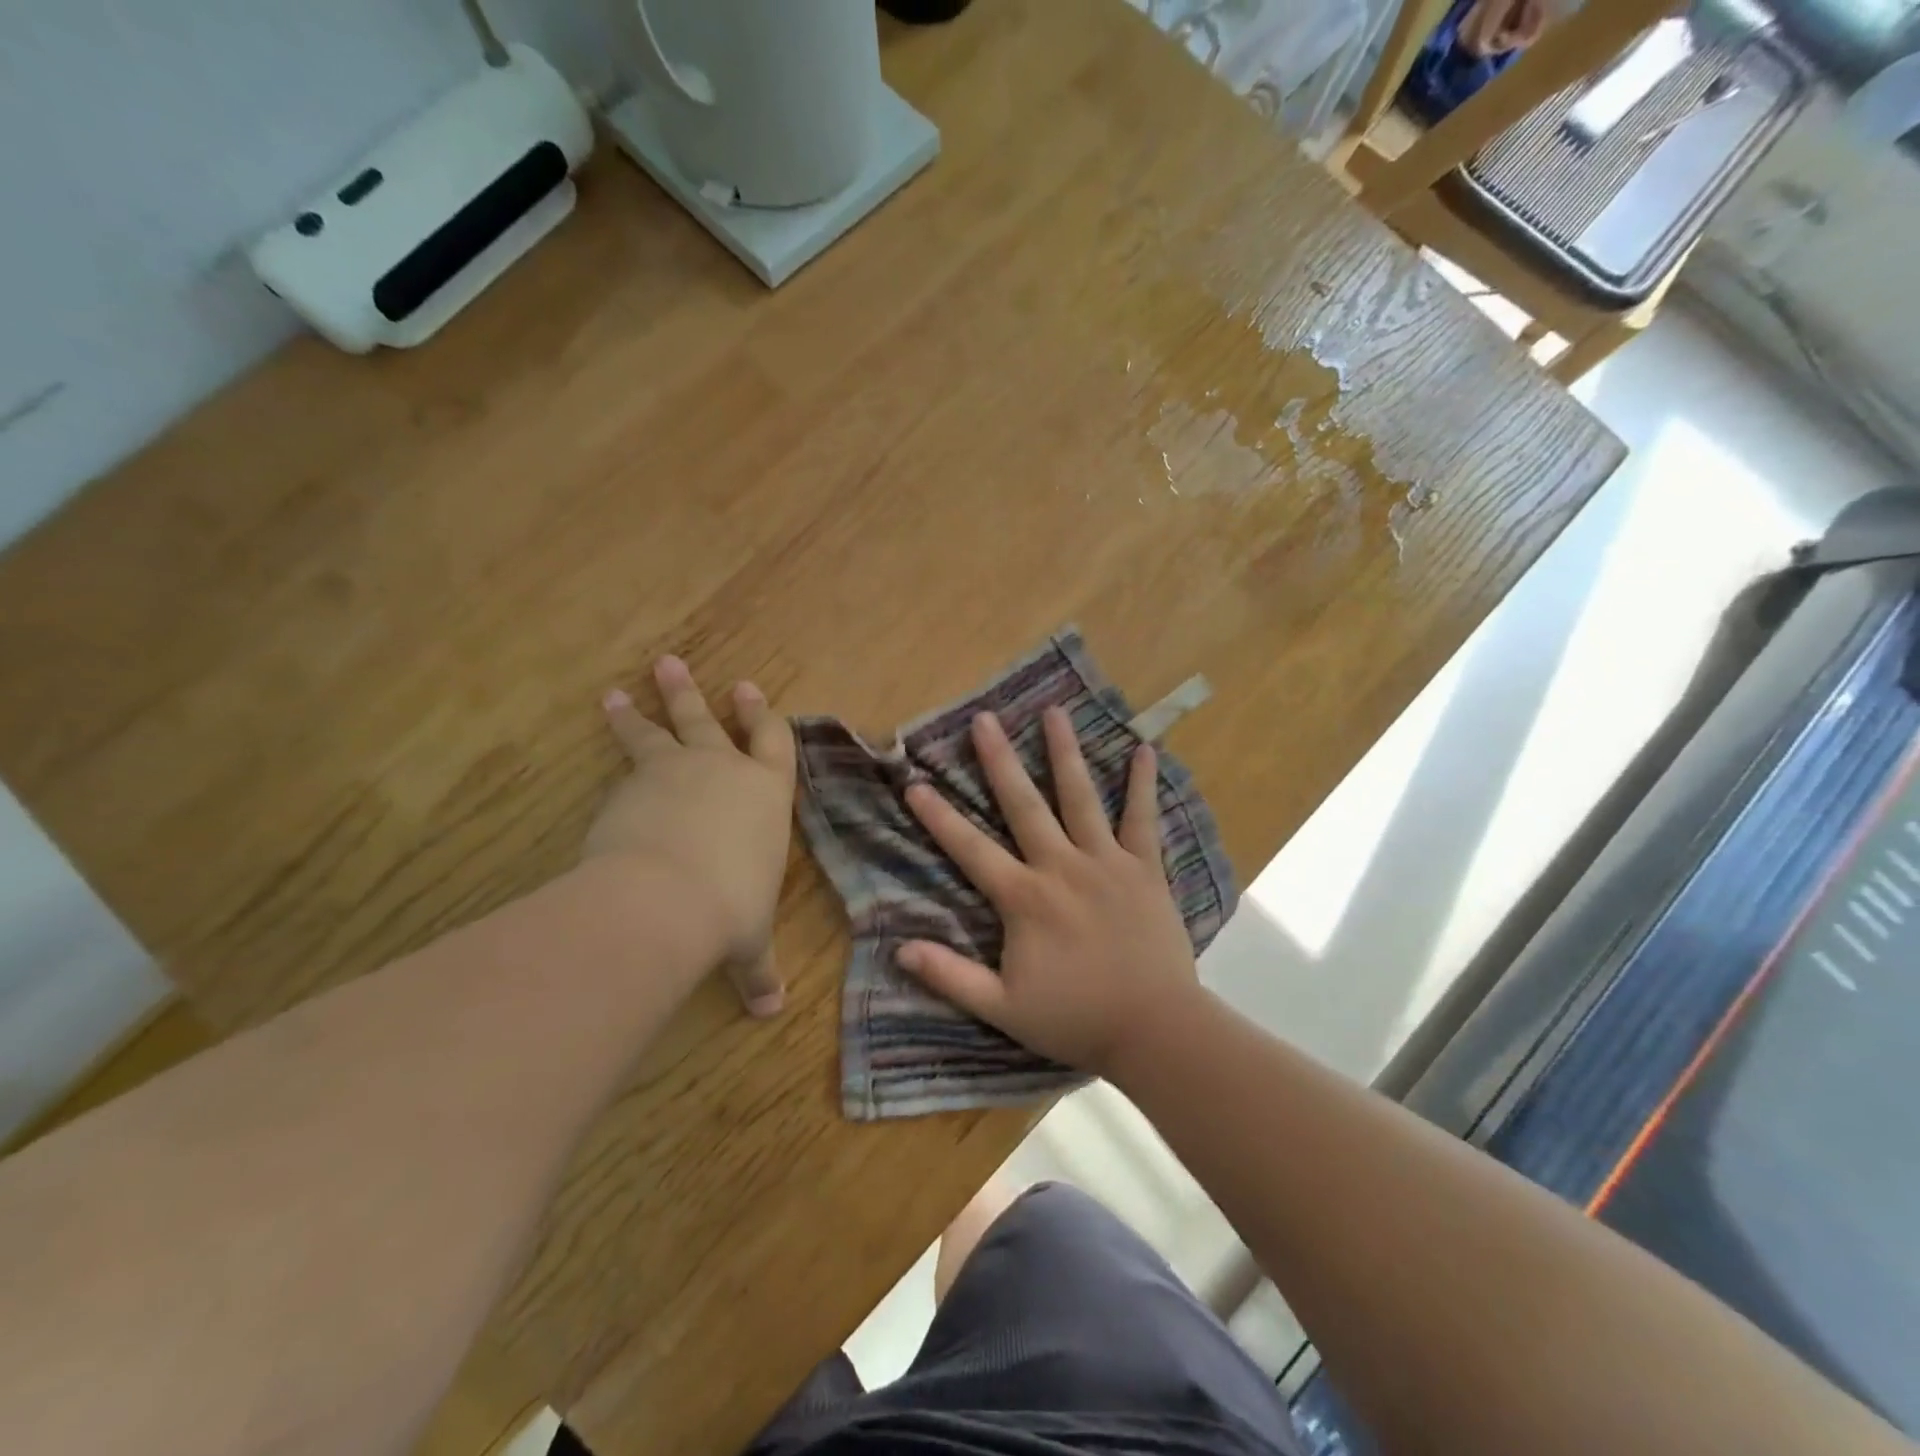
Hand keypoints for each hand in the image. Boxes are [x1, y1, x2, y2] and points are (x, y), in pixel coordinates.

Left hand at [586, 656, 794, 1016]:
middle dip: (694, 694)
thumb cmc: (730, 909)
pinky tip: (603, 733)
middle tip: (672, 665)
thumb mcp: (748, 942)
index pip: (773, 742)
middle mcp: (724, 770)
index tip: (748, 690)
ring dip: (642, 708)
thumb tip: (772, 1012)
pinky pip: (624, 757)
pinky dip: (615, 741)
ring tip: (620, 691)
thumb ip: (758, 969)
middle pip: (710, 720)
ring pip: (659, 729)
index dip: (762, 716)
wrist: (666, 898)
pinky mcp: (631, 783)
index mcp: (766, 794)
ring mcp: (675, 771)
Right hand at [895, 707, 1200, 1076]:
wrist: (1155, 1029)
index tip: (915, 782)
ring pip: (1081, 797)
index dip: (939, 816)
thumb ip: (950, 976)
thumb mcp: (1002, 1008)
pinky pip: (1143, 819)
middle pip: (1024, 804)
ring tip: (1054, 712)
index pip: (971, 848)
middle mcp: (1061, 866)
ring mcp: (1107, 862)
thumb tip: (899, 949)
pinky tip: (1144, 749)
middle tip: (984, 719)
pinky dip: (1142, 784)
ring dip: (1065, 753)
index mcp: (1024, 897)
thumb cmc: (1076, 1019)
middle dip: (999, 760)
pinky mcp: (1145, 868)